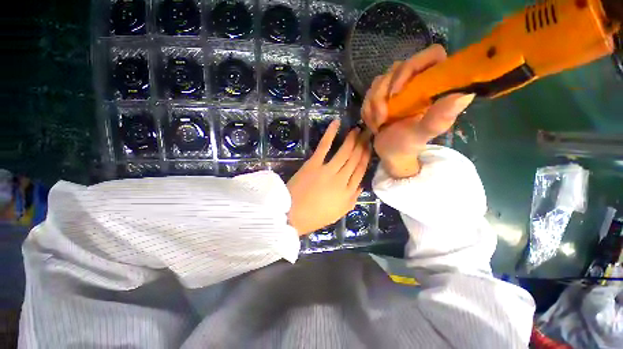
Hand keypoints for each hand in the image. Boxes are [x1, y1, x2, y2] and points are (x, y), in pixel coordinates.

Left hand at [287, 120, 370, 234]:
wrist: (292, 214)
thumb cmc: (314, 217)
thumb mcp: (338, 213)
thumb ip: (352, 200)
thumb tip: (361, 186)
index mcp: (348, 193)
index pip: (361, 171)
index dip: (366, 157)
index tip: (370, 147)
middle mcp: (342, 179)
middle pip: (355, 159)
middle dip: (362, 145)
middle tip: (367, 133)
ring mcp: (328, 170)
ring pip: (344, 152)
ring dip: (352, 139)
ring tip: (357, 129)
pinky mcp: (314, 164)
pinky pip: (324, 146)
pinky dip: (330, 133)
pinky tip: (337, 123)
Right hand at [361, 44, 473, 177]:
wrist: (390, 153)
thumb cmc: (408, 144)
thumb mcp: (422, 134)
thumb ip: (438, 118)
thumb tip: (465, 95)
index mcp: (434, 85)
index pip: (431, 55)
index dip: (411, 67)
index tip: (396, 92)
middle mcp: (417, 81)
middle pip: (396, 68)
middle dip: (382, 95)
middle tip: (382, 118)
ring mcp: (397, 87)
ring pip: (379, 81)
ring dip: (373, 105)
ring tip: (378, 124)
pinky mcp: (382, 95)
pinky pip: (368, 93)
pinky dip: (367, 110)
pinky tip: (374, 123)